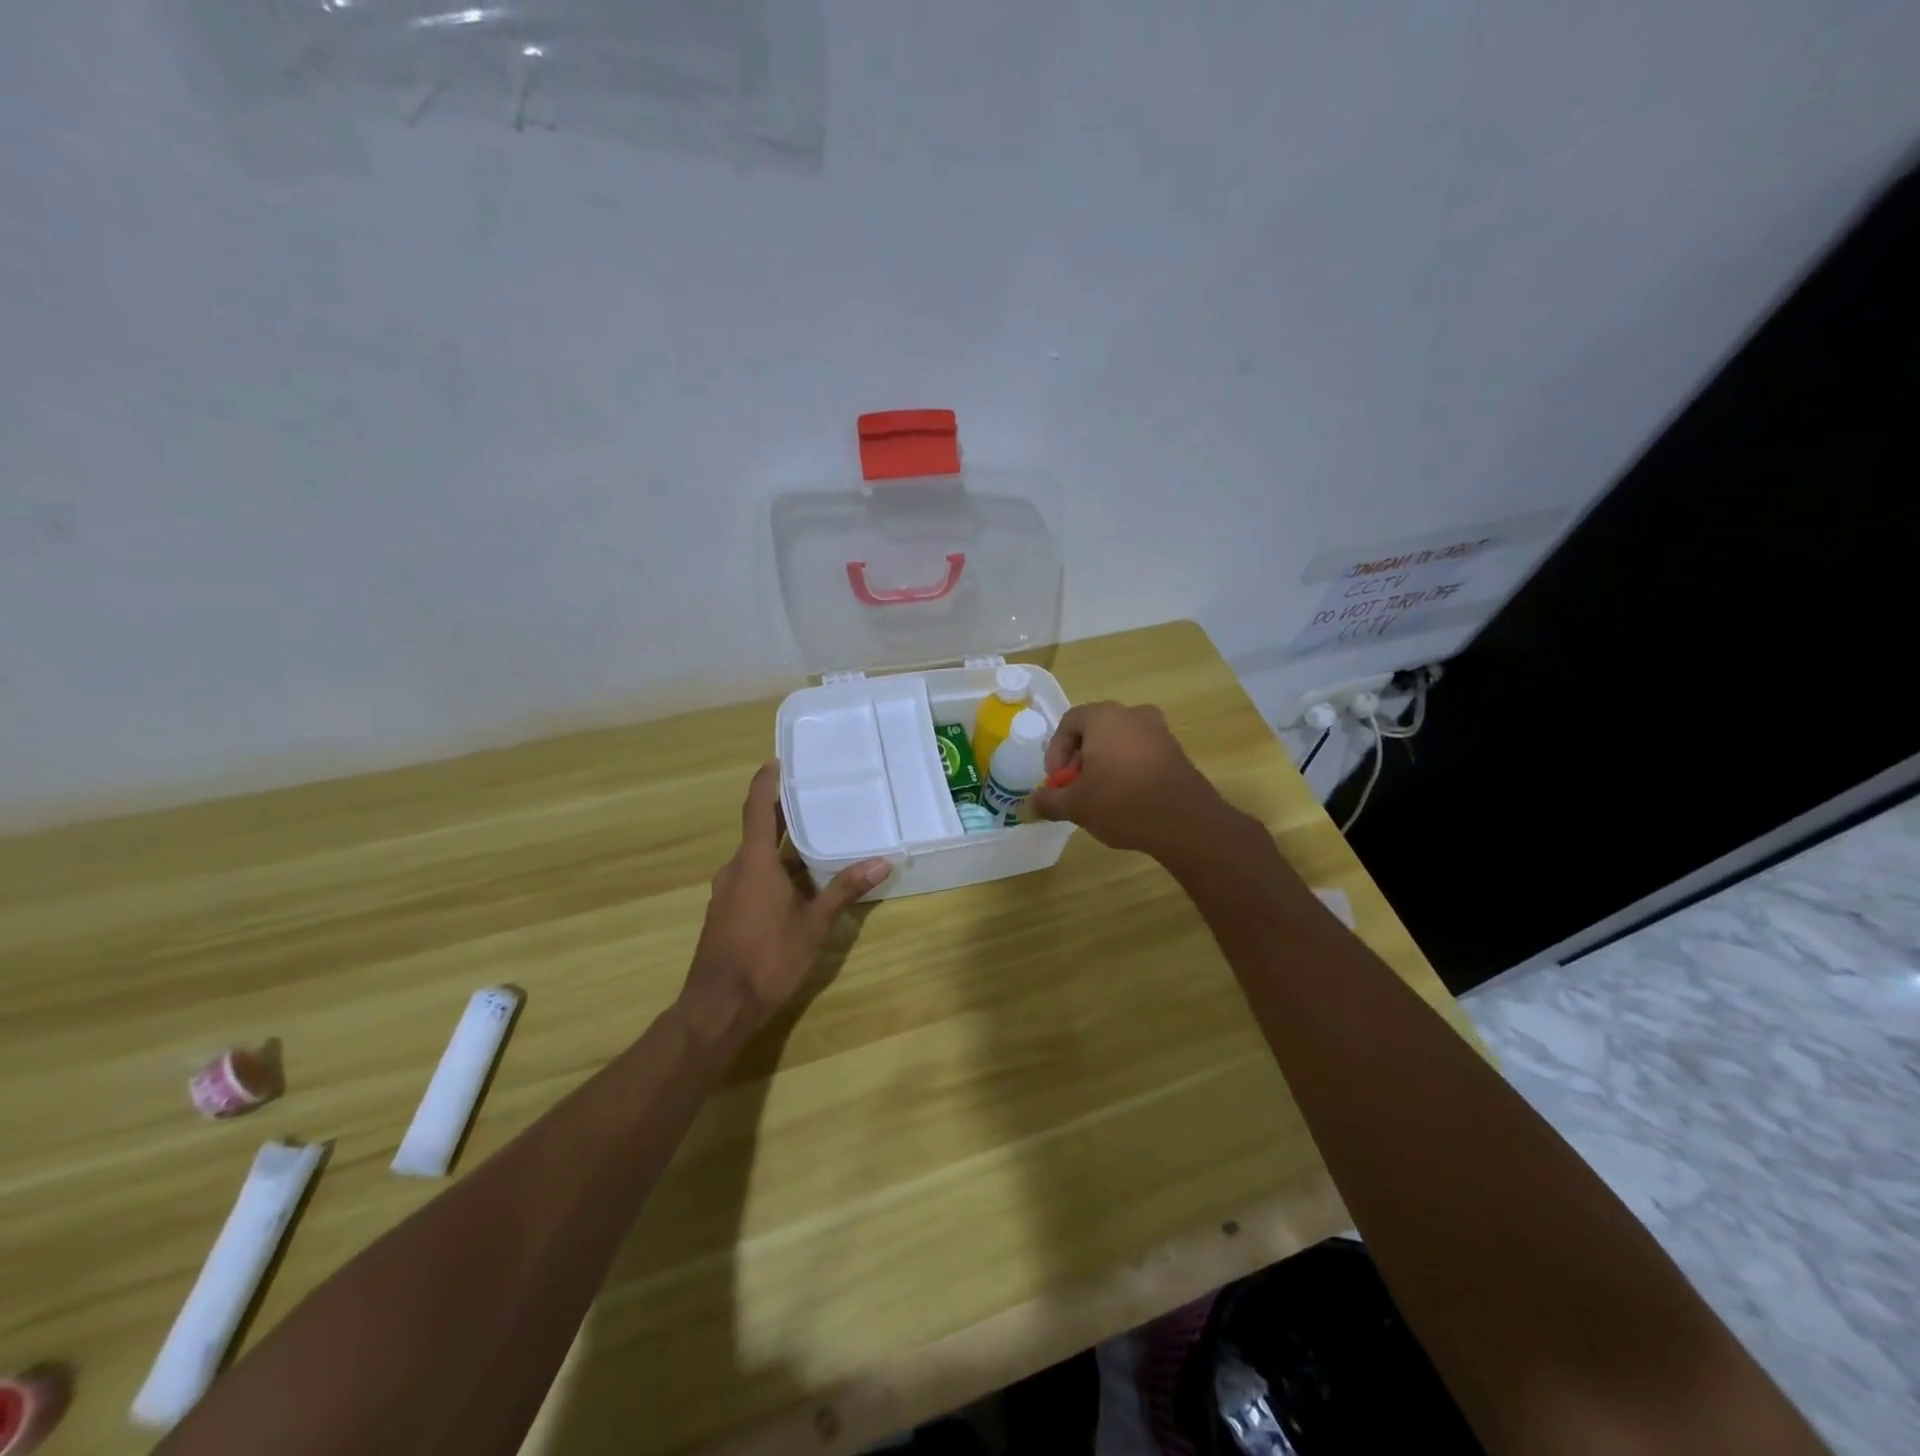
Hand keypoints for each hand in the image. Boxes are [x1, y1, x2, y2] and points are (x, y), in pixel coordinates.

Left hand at [680, 762, 890, 1045]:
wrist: (718, 1007)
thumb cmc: (768, 958)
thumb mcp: (814, 924)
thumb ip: (845, 890)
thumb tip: (882, 861)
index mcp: (753, 862)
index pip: (758, 808)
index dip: (766, 781)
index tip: (779, 760)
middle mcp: (735, 869)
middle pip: (758, 829)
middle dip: (782, 812)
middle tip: (813, 794)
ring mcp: (727, 892)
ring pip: (755, 857)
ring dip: (780, 845)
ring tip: (815, 837)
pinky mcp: (726, 912)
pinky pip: (750, 877)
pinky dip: (772, 869)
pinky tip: (797, 882)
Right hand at [1027, 701, 1235, 857]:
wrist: (1185, 822)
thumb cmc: (1122, 803)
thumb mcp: (1076, 806)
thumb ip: (1049, 801)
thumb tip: (1031, 804)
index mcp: (1104, 717)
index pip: (1069, 722)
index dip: (1056, 751)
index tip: (1057, 780)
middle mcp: (1132, 714)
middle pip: (1094, 730)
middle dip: (1079, 759)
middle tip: (1075, 788)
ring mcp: (1158, 731)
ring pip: (1118, 741)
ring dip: (1103, 764)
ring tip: (1099, 796)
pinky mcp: (1175, 751)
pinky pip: (1140, 752)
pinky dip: (1127, 769)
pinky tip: (1125, 799)